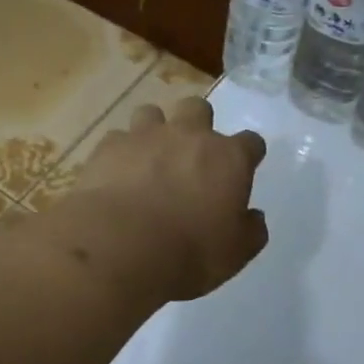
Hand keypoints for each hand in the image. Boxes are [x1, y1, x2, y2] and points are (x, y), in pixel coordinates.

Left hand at [68, 95, 268, 301]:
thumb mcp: (235, 253)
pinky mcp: (109, 146)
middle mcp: (190, 135)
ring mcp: (146, 135)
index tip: (242, 171)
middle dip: (198, 125)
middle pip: (199, 109)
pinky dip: (121, 153)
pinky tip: (117, 174)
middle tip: (191, 156)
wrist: (121, 246)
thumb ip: (250, 230)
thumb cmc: (190, 253)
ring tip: (149, 158)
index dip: (247, 155)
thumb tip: (253, 217)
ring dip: (155, 131)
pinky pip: (118, 138)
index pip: (251, 143)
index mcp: (229, 158)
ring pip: (153, 113)